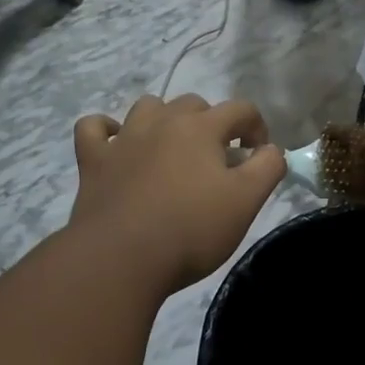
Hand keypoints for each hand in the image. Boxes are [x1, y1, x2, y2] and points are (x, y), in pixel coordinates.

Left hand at [70, 95, 286, 293]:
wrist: (121, 259)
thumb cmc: (191, 229)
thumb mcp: (247, 201)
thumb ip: (268, 167)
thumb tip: (271, 149)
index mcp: (201, 127)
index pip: (241, 109)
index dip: (257, 128)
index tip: (259, 157)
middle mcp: (162, 121)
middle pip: (194, 105)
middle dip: (213, 125)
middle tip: (218, 161)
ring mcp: (123, 138)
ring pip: (148, 108)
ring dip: (165, 120)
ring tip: (174, 150)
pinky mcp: (93, 161)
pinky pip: (94, 128)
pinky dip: (107, 130)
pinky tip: (118, 145)